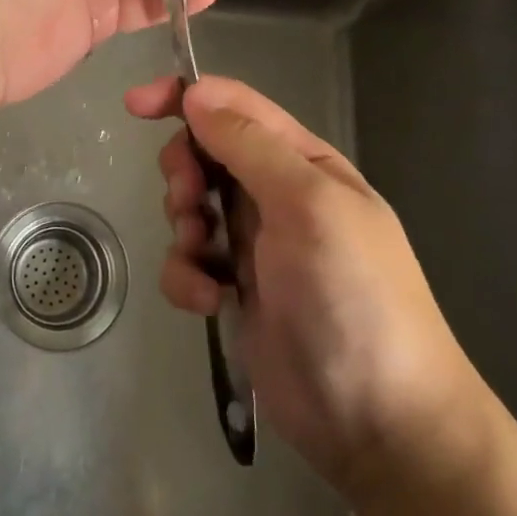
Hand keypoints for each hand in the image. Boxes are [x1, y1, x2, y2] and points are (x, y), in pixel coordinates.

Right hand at [125, 74, 492, 494]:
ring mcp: (254, 245)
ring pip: (190, 207)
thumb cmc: (354, 295)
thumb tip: (196, 93)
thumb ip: (250, 145)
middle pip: (204, 153)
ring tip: (204, 259)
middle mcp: (276, 194)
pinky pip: (188, 263)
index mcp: (302, 162)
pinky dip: (186, 277)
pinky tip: (206, 302)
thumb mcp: (309, 205)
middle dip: (184, 172)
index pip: (235, 106)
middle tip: (189, 201)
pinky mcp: (234, 291)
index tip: (136, 106)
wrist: (381, 422)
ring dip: (184, 226)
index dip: (185, 96)